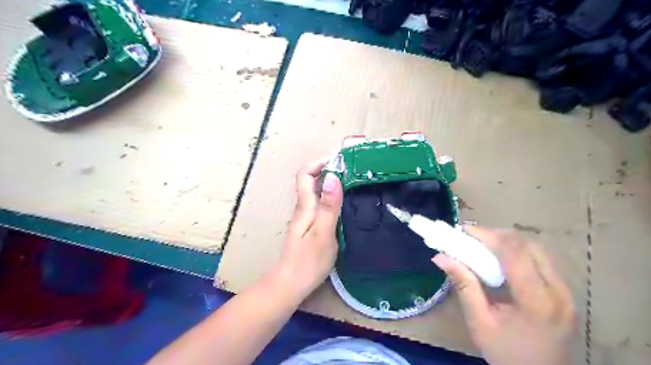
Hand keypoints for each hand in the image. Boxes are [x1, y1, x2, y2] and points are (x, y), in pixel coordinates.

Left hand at [276, 158, 344, 299]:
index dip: (319, 162)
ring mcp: (305, 217)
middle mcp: (302, 208)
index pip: (305, 174)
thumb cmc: (308, 261)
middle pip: (310, 180)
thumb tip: (334, 177)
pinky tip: (343, 203)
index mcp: (304, 206)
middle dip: (328, 169)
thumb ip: (329, 206)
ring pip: (315, 192)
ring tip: (351, 182)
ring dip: (330, 182)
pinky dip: (330, 196)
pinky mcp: (309, 226)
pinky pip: (319, 203)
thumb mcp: (323, 232)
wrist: (291, 284)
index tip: (339, 159)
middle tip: (351, 169)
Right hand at [434, 225, 576, 364]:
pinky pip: (540, 260)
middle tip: (470, 239)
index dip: (487, 235)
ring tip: (482, 247)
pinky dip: (517, 252)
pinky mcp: (565, 292)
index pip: (514, 252)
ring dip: (507, 242)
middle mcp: (558, 290)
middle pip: (527, 245)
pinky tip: (500, 260)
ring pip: (535, 249)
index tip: (463, 230)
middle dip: (495, 235)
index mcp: (536, 301)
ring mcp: (566, 291)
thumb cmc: (507, 355)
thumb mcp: (479, 322)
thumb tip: (441, 257)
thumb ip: (464, 285)